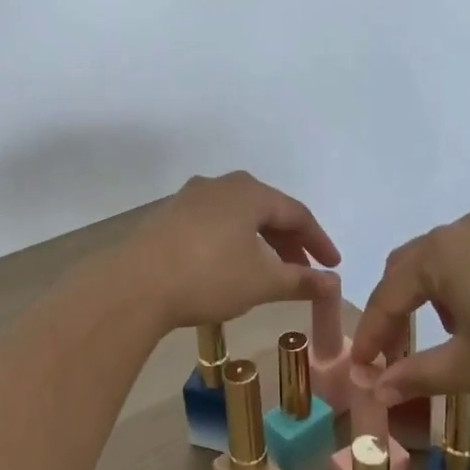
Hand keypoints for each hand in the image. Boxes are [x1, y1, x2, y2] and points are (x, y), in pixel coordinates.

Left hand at [116, 172, 340, 331]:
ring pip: (238, 217)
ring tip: (270, 272)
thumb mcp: (263, 282)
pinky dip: (233, 243)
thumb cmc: (209, 276)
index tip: (333, 266)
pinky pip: (214, 224)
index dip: (319, 241)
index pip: (297, 213)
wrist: (136, 285)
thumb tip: (332, 284)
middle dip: (290, 242)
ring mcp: (190, 198)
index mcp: (249, 192)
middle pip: (267, 210)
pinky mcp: (169, 216)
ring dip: (261, 243)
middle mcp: (220, 184)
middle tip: (304, 272)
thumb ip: (301, 280)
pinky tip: (232, 267)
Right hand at [348, 211, 469, 416]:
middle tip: (392, 355)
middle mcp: (464, 229)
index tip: (360, 370)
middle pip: (411, 267)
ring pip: (445, 260)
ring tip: (443, 341)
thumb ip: (416, 374)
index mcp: (442, 252)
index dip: (371, 334)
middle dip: (396, 310)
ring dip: (430, 297)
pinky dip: (464, 287)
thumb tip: (374, 391)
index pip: (389, 293)